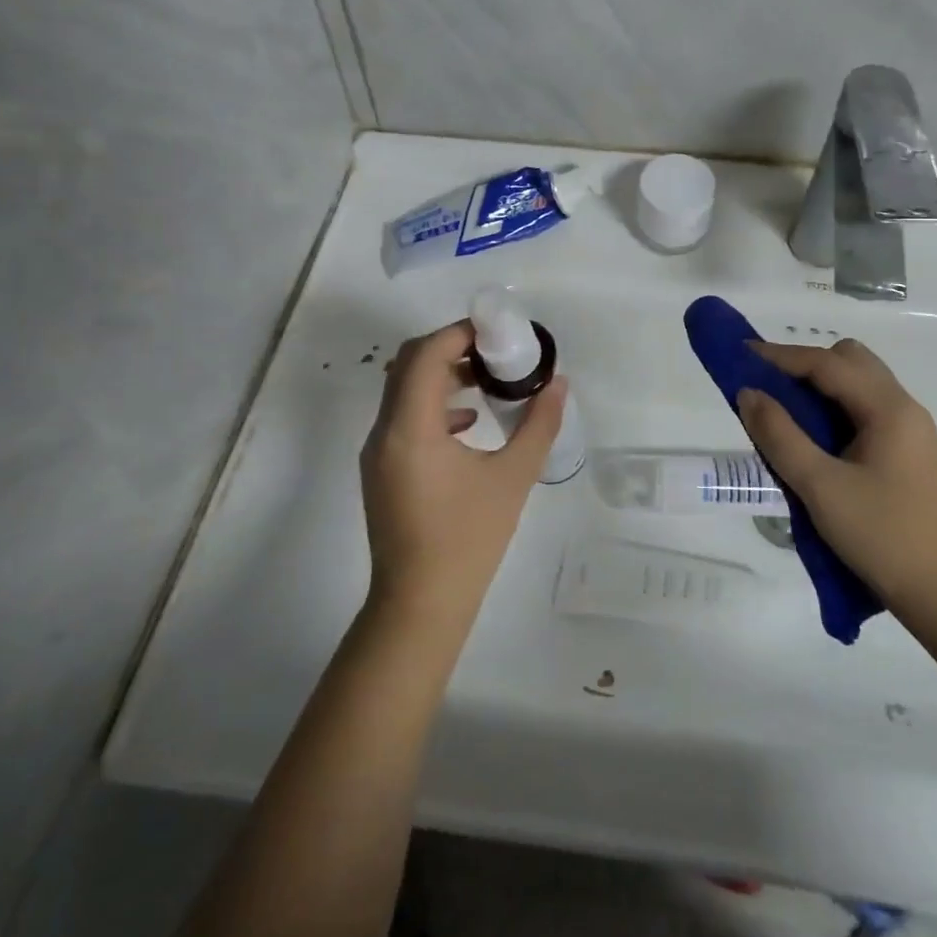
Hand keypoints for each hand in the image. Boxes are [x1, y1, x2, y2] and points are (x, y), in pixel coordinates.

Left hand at [358, 320, 566, 630]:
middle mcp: (384, 431)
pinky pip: (403, 416)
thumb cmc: (468, 540)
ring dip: (441, 374)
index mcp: (411, 428)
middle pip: (409, 363)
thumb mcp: (513, 478)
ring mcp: (377, 451)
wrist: (420, 606)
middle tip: (494, 349)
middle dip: (451, 347)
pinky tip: (469, 423)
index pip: (427, 354)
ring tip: (487, 379)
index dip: (460, 333)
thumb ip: (539, 424)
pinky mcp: (381, 469)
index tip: (497, 331)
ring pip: (403, 389)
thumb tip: (559, 384)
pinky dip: (433, 404)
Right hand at [737, 338, 936, 644]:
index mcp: (888, 408)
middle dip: (805, 365)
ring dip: (820, 388)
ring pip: (859, 386)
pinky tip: (814, 440)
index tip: (740, 355)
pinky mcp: (908, 455)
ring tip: (783, 413)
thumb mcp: (820, 487)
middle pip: (850, 361)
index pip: (827, 363)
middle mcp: (903, 409)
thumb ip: (780, 435)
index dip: (780, 356)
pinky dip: (834, 410)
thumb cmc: (883, 538)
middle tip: (768, 388)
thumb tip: (748, 393)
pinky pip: (865, 412)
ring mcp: (910, 432)